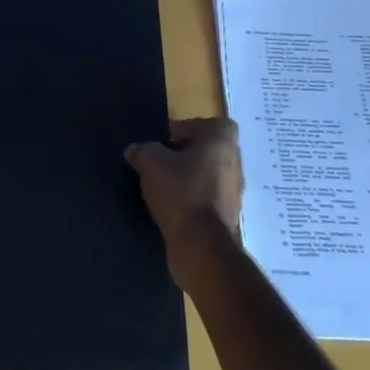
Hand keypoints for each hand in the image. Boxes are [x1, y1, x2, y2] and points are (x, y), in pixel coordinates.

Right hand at [125, 117, 243, 279]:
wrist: (201, 245)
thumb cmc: (180, 192)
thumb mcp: (151, 162)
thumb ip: (143, 150)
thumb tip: (136, 150)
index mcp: (221, 142)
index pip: (209, 124)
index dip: (188, 128)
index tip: (166, 141)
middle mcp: (234, 163)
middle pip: (208, 149)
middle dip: (184, 154)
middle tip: (160, 161)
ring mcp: (234, 191)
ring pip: (208, 174)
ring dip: (188, 177)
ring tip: (162, 185)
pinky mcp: (228, 215)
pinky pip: (207, 198)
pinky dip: (192, 199)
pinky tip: (170, 206)